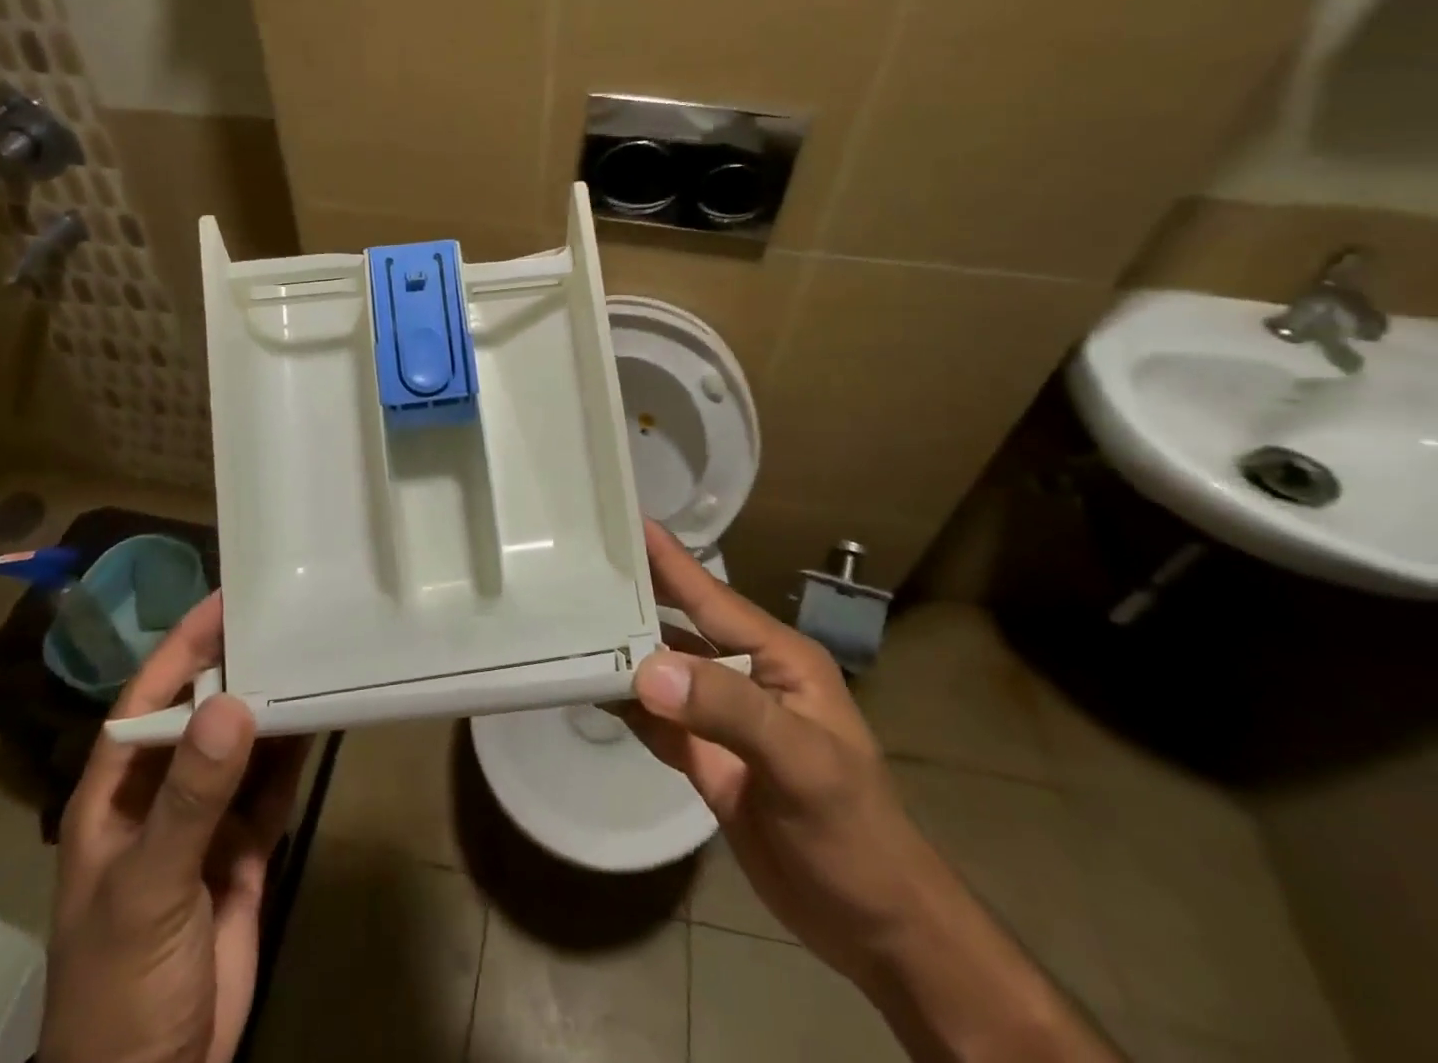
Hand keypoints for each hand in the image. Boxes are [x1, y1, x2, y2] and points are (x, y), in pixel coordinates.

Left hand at [41, 592, 308, 1062]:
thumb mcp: (149, 887)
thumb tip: (234, 702)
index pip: (150, 697)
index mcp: (118, 792)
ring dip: (274, 705)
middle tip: (288, 614)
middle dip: (239, 665)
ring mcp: (206, 822)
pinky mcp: (243, 850)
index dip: (185, 644)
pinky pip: (272, 786)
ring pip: (244, 745)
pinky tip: (322, 715)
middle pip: (203, 712)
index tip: (229, 597)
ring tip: (315, 652)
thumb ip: (191, 796)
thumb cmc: (120, 986)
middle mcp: (162, 794)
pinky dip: (295, 752)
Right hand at [624, 521, 940, 982]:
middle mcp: (747, 676)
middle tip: (582, 561)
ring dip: (624, 650)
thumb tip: (646, 668)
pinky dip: (627, 703)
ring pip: (664, 671)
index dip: (670, 559)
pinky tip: (591, 685)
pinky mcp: (707, 758)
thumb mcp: (800, 761)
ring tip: (570, 618)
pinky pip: (658, 719)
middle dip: (638, 594)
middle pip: (681, 625)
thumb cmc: (853, 831)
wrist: (875, 926)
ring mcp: (724, 719)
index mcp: (778, 657)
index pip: (712, 597)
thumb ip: (726, 708)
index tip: (626, 518)